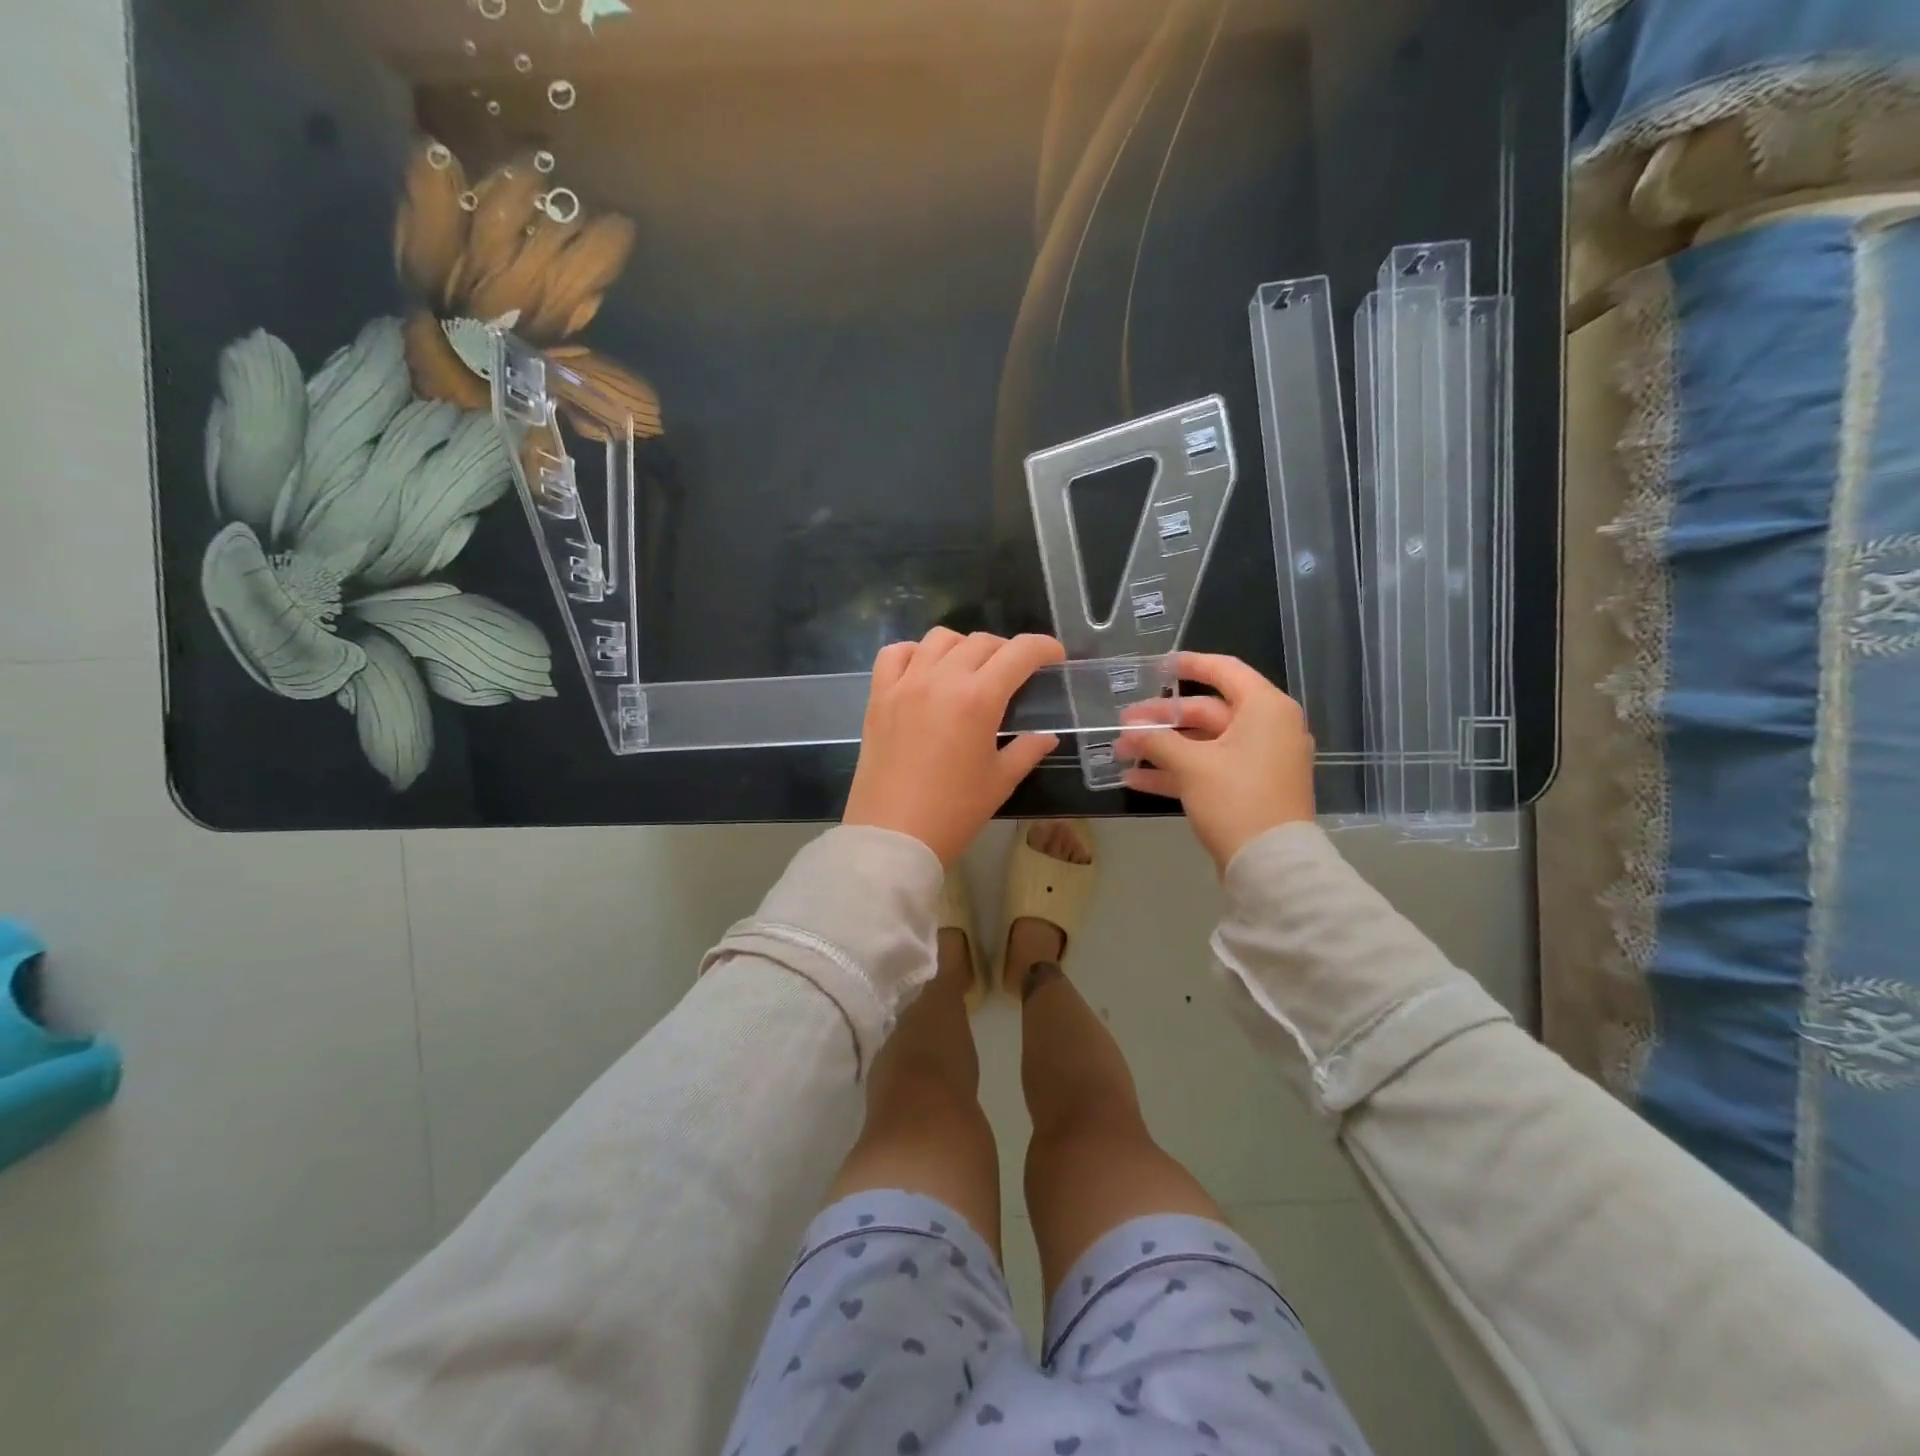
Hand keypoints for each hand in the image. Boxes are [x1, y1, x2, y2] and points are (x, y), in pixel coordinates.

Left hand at [843, 628, 1066, 865]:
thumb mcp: (1000, 782)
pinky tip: (924, 670)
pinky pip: (895, 654)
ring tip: (970, 669)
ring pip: (939, 639)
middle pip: (980, 642)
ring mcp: (905, 684)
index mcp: (978, 699)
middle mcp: (941, 679)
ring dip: (963, 647)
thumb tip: (1046, 736)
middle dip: (1006, 650)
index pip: (1019, 653)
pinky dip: (914, 652)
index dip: (1043, 648)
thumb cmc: (954, 812)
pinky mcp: (878, 696)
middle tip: (1014, 673)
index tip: (1054, 656)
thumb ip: (1027, 750)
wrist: (893, 836)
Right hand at [1114, 652, 1315, 871]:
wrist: (1271, 865)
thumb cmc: (1236, 800)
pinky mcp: (1250, 788)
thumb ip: (1158, 741)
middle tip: (1123, 724)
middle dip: (1161, 720)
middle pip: (1208, 712)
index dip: (1189, 664)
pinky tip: (1137, 779)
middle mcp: (1268, 728)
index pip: (1224, 671)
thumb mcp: (1192, 766)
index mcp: (1265, 709)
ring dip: (1163, 747)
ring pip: (1205, 743)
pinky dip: (1178, 771)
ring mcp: (1260, 761)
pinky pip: (1210, 768)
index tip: (1157, 666)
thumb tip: (1131, 731)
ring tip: (1122, 752)